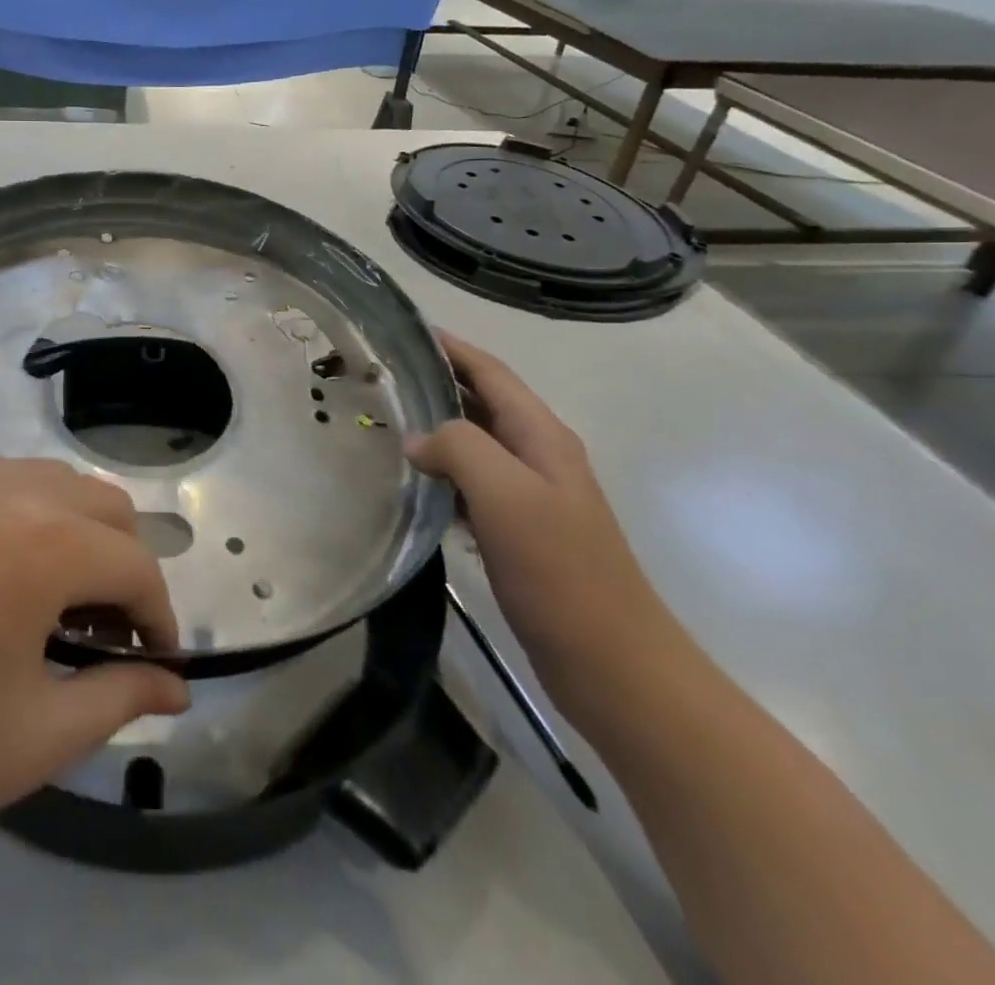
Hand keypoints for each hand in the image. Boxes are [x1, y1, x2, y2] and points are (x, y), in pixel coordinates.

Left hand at [0, 453, 189, 899]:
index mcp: (44, 539)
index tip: (154, 666)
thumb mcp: (33, 737)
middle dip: (122, 568)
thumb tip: (174, 686)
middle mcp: (5, 485)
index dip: (158, 619)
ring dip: (75, 536)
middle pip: (104, 506)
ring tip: (49, 609)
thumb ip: (119, 698)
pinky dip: (23, 518)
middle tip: (104, 639)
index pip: (136, 567)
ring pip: (51, 485)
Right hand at [406, 333, 690, 727]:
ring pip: (475, 442)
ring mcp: (531, 496)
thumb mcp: (507, 496)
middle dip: (438, 381)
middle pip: (483, 401)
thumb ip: (460, 448)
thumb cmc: (561, 572)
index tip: (405, 329)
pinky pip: (472, 482)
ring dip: (436, 425)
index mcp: (541, 436)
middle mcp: (538, 456)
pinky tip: (413, 481)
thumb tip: (417, 440)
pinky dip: (442, 470)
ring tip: (387, 419)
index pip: (491, 372)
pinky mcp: (519, 531)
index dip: (451, 347)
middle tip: (382, 374)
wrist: (612, 664)